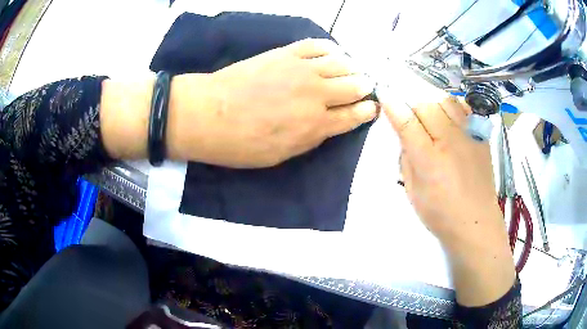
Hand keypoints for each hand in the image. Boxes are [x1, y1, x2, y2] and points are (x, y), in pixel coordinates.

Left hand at [167, 38, 377, 167]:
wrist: (209, 114)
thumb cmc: (241, 144)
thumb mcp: (281, 155)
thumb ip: (311, 138)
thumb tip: (329, 124)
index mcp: (317, 125)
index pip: (355, 115)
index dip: (368, 111)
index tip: (373, 108)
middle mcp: (317, 94)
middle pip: (355, 86)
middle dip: (365, 88)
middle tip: (366, 88)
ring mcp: (303, 69)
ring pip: (342, 63)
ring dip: (352, 68)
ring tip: (352, 71)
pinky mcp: (286, 53)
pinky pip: (317, 45)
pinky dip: (331, 48)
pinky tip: (335, 52)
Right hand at [382, 95, 514, 306]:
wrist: (476, 223)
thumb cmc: (441, 214)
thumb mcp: (412, 192)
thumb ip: (407, 160)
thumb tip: (406, 137)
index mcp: (429, 160)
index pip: (406, 121)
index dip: (392, 104)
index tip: (384, 92)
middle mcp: (450, 141)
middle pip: (426, 105)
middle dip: (413, 107)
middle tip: (412, 119)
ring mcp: (469, 137)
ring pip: (446, 101)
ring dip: (434, 105)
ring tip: (433, 119)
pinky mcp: (482, 138)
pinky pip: (465, 110)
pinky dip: (454, 109)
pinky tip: (452, 122)